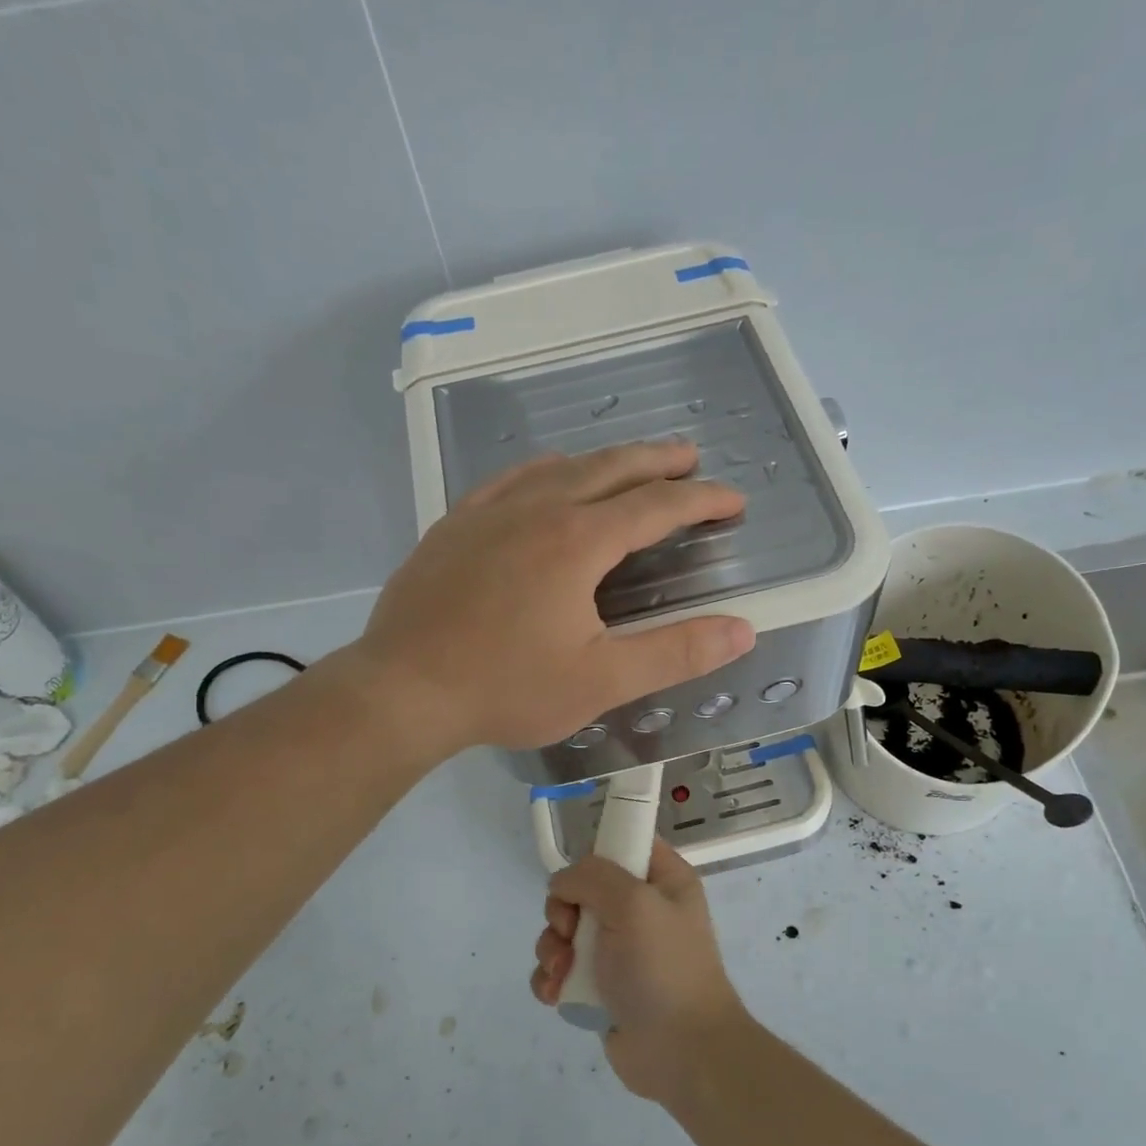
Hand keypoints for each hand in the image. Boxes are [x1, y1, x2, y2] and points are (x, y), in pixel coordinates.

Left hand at [357, 442, 755, 754]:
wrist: (402, 689)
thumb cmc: (506, 687)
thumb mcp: (601, 680)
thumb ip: (675, 652)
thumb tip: (742, 630)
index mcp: (578, 541)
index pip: (656, 506)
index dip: (701, 499)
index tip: (733, 500)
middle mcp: (537, 509)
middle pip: (610, 468)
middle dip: (657, 460)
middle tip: (690, 456)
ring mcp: (490, 512)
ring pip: (560, 467)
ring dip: (604, 461)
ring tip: (629, 464)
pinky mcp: (455, 525)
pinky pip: (510, 479)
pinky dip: (545, 470)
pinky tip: (546, 477)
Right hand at [530, 841, 746, 1103]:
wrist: (682, 1053)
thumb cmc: (663, 967)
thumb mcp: (633, 903)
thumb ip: (592, 876)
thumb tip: (563, 883)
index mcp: (662, 879)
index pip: (622, 843)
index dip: (595, 855)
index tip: (579, 879)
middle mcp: (641, 909)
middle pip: (583, 888)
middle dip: (563, 911)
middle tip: (569, 932)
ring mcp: (620, 949)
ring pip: (565, 929)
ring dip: (553, 949)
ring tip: (562, 973)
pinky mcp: (601, 986)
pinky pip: (562, 968)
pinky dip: (552, 979)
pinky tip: (556, 995)